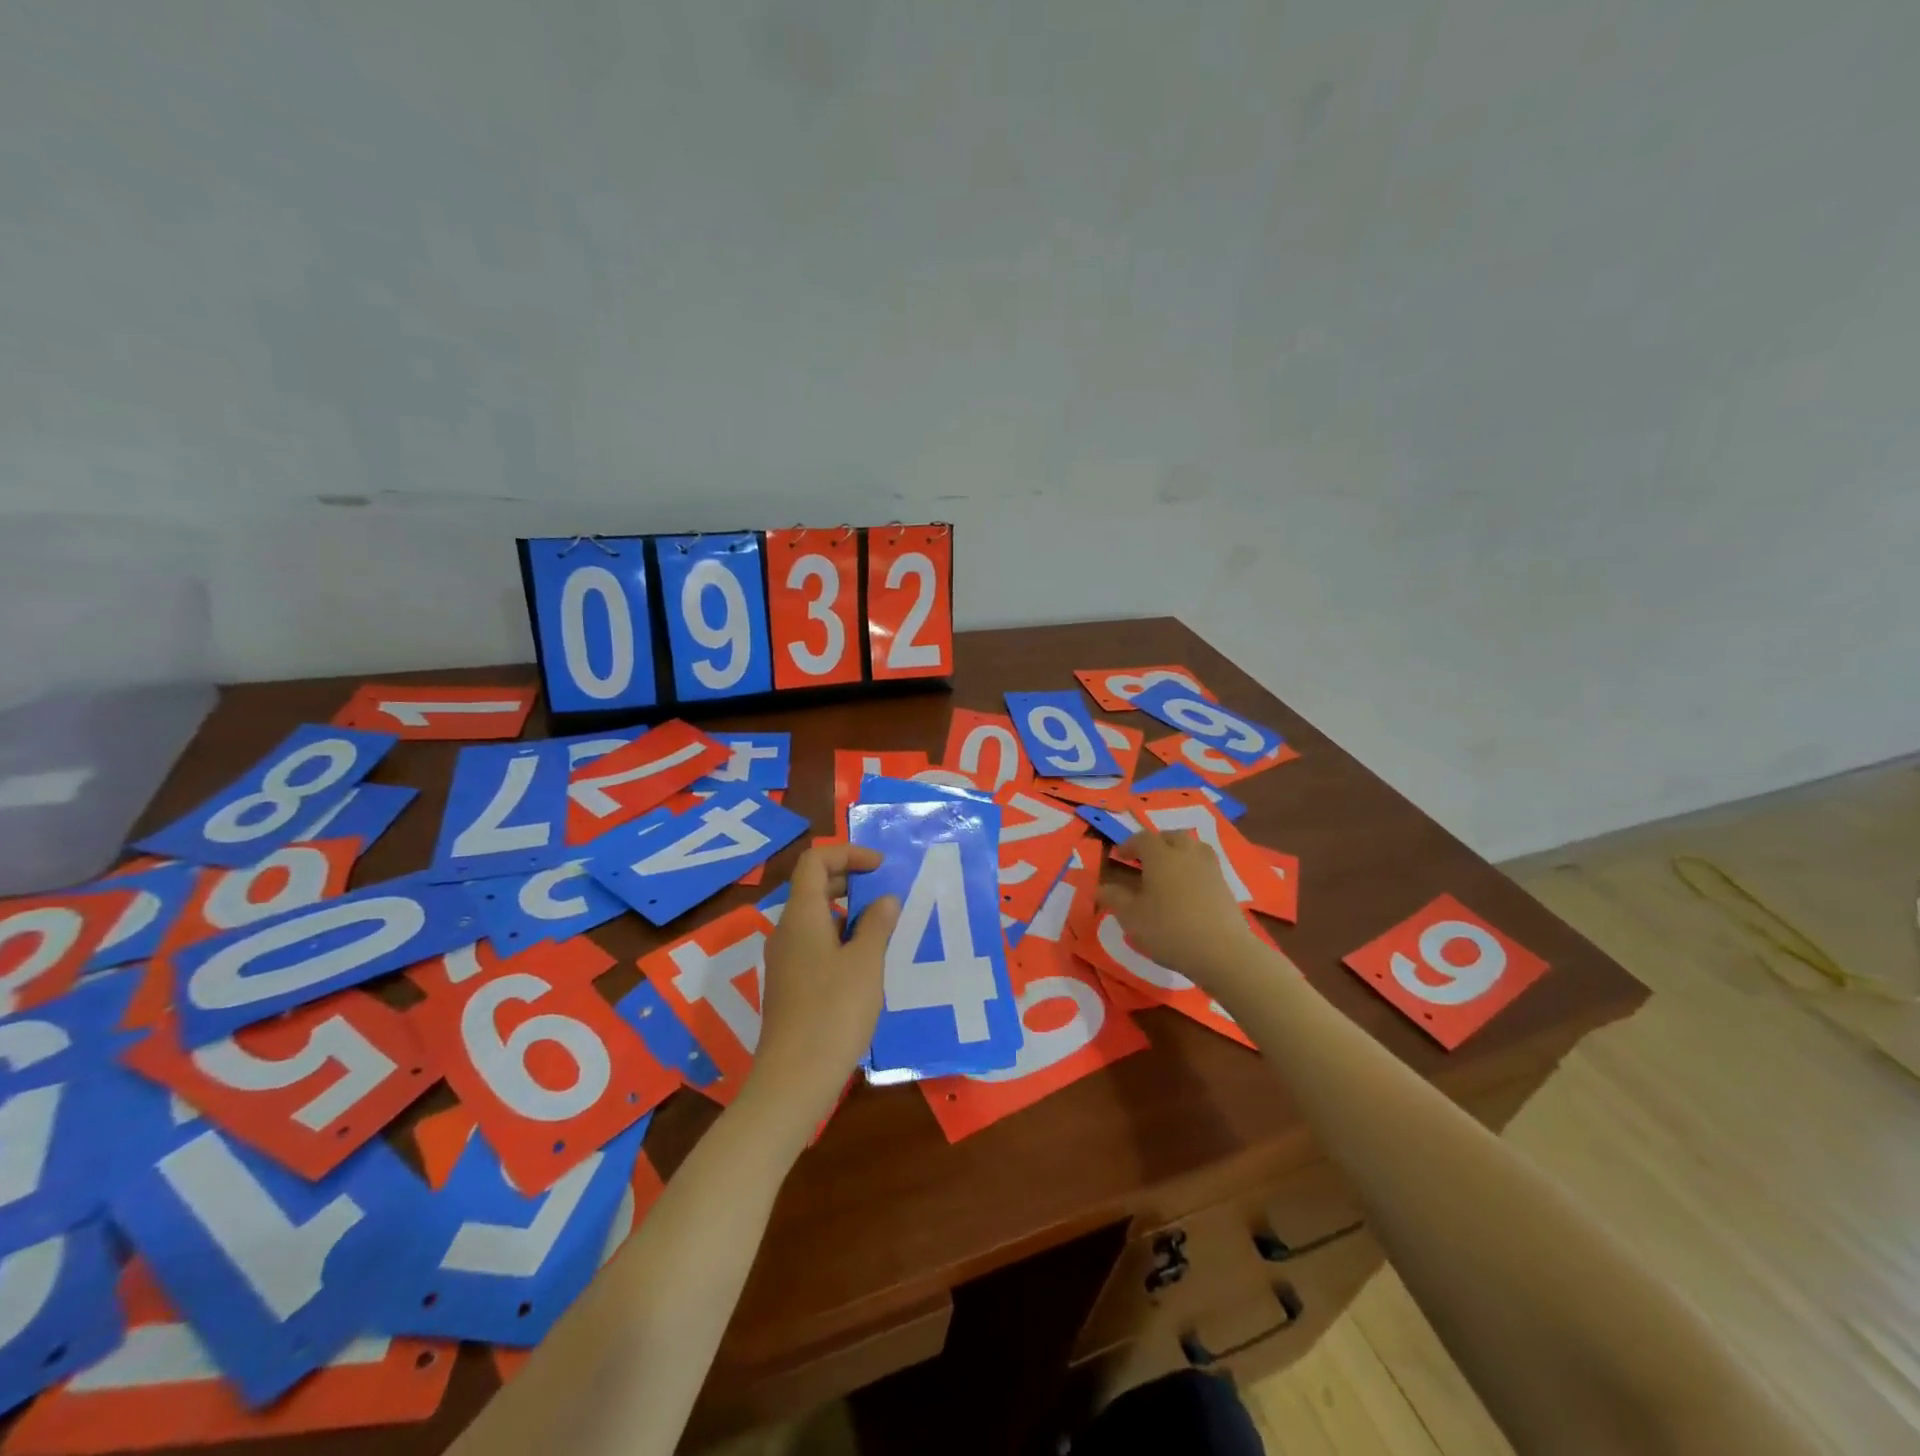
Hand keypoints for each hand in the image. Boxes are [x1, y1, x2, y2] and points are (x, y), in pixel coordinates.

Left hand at [748, 844, 899, 1121]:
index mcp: (801, 915)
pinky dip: (839, 938)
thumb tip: (884, 899)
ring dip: (847, 912)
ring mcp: (785, 960)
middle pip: (812, 886)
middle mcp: (786, 931)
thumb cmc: (834, 1011)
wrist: (795, 1077)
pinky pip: (814, 944)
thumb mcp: (866, 962)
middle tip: (883, 893)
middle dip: (848, 879)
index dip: (847, 853)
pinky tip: (866, 963)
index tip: (880, 867)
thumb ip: (877, 924)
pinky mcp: (790, 985)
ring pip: (814, 917)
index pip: (815, 861)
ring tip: (882, 927)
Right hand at [1099, 831, 1259, 983]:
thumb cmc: (1169, 929)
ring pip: (1194, 847)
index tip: (1119, 855)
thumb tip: (1100, 887)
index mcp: (1161, 856)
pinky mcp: (1226, 885)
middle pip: (1172, 836)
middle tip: (1145, 858)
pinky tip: (1188, 887)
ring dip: (1179, 851)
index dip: (1129, 844)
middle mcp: (1187, 854)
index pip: (1143, 839)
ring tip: (1169, 868)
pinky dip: (1194, 868)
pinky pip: (1206, 866)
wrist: (1222, 951)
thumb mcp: (1132, 917)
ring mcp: (1210, 868)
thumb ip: (1114, 898)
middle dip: (1157, 842)